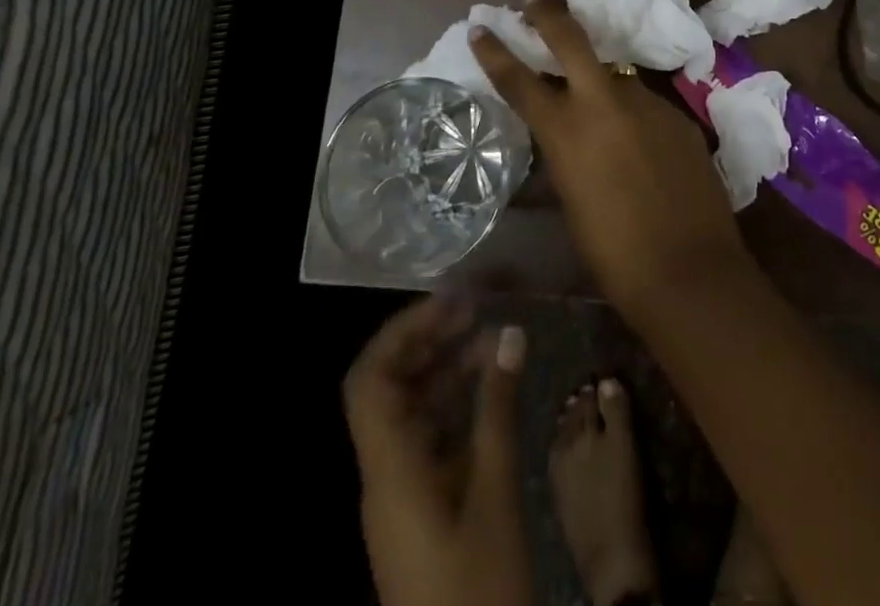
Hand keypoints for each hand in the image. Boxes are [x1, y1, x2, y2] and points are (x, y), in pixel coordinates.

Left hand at [343, 295, 529, 605]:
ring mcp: (402, 493)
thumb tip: (509, 334)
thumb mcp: (495, 492)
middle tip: (475, 308)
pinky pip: (429, 438)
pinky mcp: (421, 509)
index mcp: (389, 468)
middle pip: (388, 388)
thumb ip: (498, 408)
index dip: (402, 332)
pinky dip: (457, 405)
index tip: (448, 301)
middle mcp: (385, 473)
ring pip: (412, 411)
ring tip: (493, 338)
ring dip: (447, 370)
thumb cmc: (478, 586)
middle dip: (428, 341)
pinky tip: (493, 389)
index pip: (369, 380)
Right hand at [469, 0, 750, 319]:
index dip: (495, 52)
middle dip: (548, 14)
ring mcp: (647, 103)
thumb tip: (566, 138)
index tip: (481, 27)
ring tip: (597, 103)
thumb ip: (566, 156)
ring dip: (600, 80)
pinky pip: (645, 104)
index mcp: (567, 130)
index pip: (520, 80)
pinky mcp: (679, 114)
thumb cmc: (614, 253)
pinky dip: (633, 113)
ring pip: (615, 75)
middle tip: (534, 1)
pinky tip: (640, 143)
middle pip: (571, 40)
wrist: (690, 270)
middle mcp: (605, 103)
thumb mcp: (572, 200)